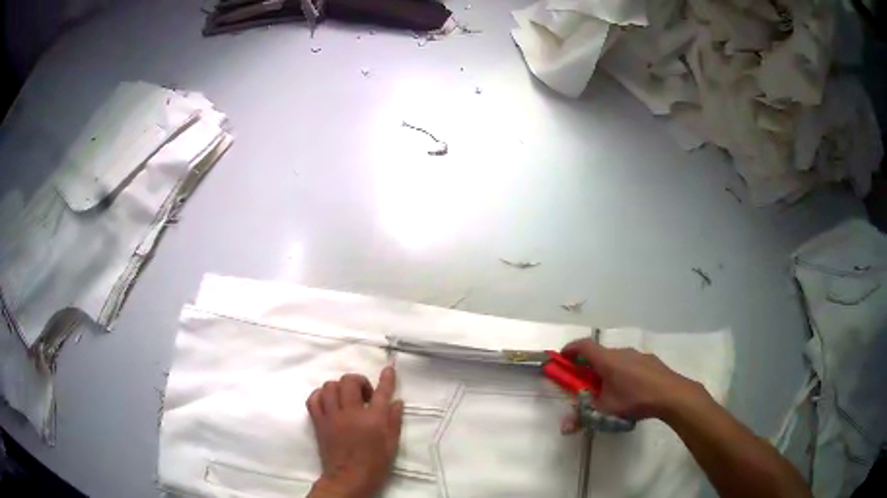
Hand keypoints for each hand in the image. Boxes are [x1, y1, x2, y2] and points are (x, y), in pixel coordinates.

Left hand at [306, 367, 404, 497]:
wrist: (348, 478)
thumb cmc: (375, 463)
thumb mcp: (392, 444)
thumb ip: (394, 420)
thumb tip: (397, 401)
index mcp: (373, 419)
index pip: (381, 391)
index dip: (386, 378)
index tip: (388, 369)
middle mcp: (350, 413)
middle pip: (349, 381)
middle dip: (358, 381)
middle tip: (364, 395)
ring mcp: (331, 416)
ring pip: (329, 386)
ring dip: (339, 387)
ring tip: (346, 398)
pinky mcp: (318, 422)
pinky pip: (313, 399)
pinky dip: (320, 395)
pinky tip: (328, 401)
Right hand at [559, 339, 703, 432]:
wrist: (671, 394)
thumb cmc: (634, 399)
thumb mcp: (606, 411)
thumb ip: (583, 417)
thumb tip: (564, 428)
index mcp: (607, 360)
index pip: (584, 346)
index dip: (571, 348)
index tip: (562, 357)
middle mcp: (621, 352)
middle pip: (599, 353)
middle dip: (588, 365)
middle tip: (584, 381)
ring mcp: (637, 355)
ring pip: (616, 358)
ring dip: (607, 368)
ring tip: (608, 388)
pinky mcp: (650, 361)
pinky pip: (630, 363)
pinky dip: (623, 371)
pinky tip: (629, 389)